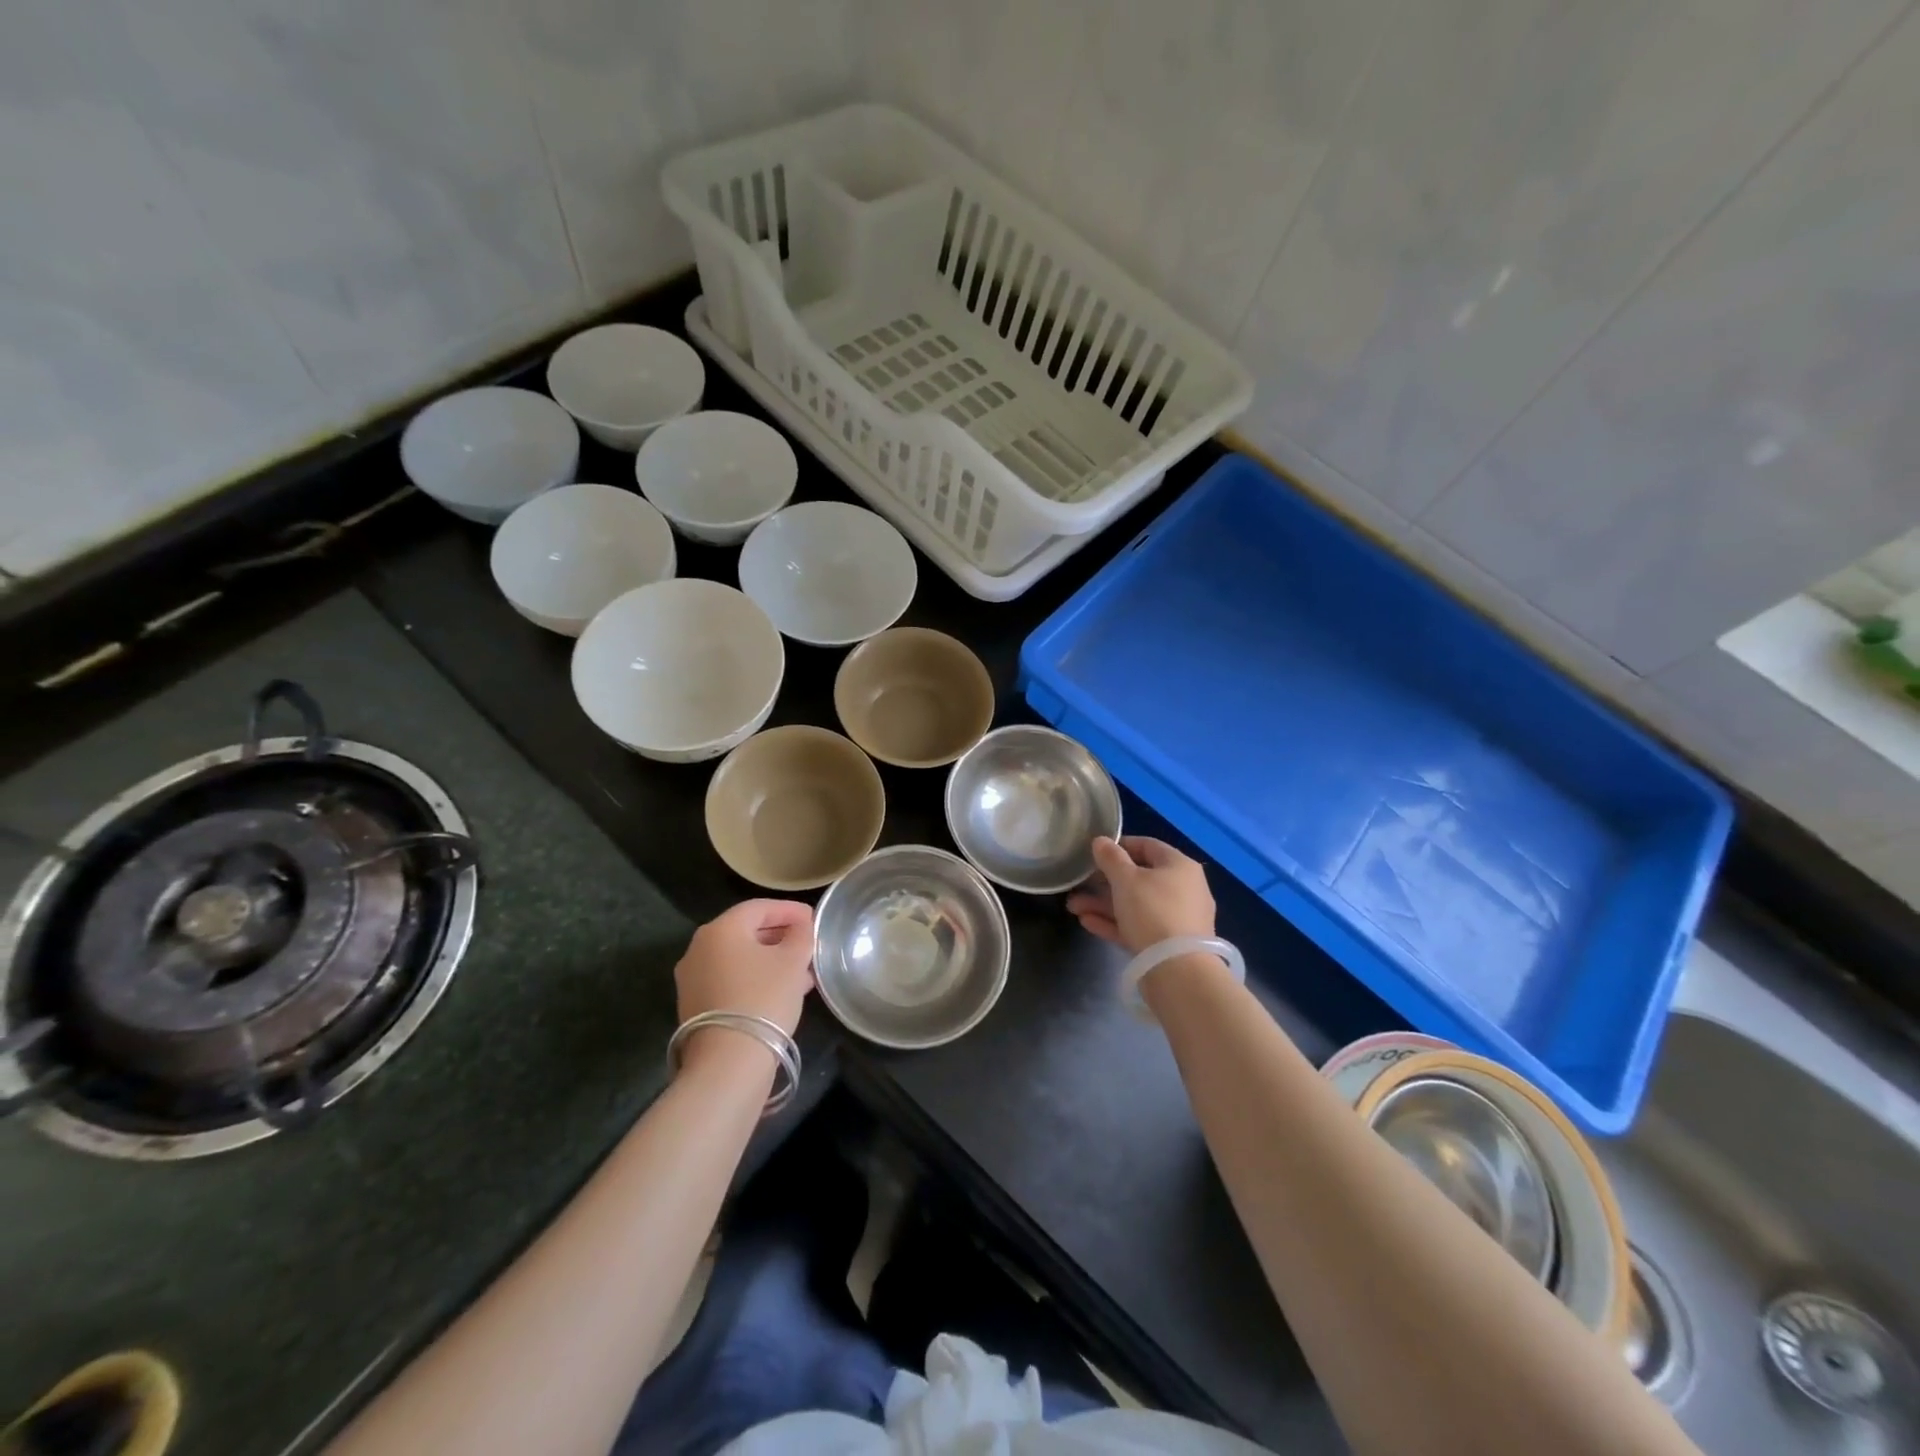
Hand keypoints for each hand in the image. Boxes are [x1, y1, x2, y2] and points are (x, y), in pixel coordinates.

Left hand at [674, 899, 815, 1040]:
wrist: (728, 1062)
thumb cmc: (763, 998)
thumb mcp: (793, 961)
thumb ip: (801, 935)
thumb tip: (801, 925)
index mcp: (720, 929)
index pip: (759, 907)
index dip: (790, 910)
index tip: (814, 919)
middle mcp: (699, 948)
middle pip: (746, 932)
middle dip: (780, 936)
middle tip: (808, 945)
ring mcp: (692, 979)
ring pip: (739, 958)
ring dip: (770, 960)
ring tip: (802, 972)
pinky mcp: (694, 1006)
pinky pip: (730, 980)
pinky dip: (754, 979)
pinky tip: (781, 992)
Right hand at [1066, 836, 1215, 952]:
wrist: (1178, 970)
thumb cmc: (1152, 911)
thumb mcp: (1126, 879)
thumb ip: (1110, 858)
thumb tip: (1101, 841)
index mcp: (1179, 866)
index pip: (1147, 846)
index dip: (1119, 846)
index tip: (1094, 853)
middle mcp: (1183, 888)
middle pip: (1139, 878)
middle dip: (1104, 882)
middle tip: (1078, 884)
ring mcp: (1177, 918)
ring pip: (1135, 905)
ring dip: (1103, 904)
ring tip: (1073, 907)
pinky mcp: (1168, 944)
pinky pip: (1138, 926)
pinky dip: (1115, 923)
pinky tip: (1087, 922)